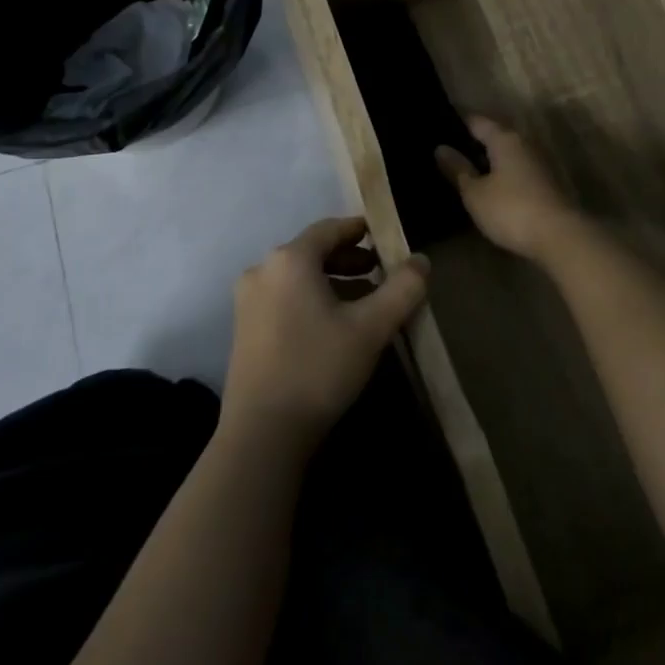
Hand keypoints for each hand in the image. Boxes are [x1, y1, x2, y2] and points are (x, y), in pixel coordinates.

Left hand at [222, 217, 428, 448]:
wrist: (262, 435)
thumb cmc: (319, 368)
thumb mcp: (371, 327)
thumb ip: (402, 289)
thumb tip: (421, 261)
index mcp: (290, 260)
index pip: (330, 228)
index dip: (359, 229)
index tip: (384, 237)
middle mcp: (262, 271)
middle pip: (312, 252)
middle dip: (349, 259)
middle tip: (380, 271)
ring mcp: (248, 301)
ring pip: (298, 277)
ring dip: (332, 281)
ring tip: (364, 300)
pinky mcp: (243, 329)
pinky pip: (284, 297)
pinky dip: (312, 299)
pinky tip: (334, 325)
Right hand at [435, 116, 583, 260]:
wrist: (559, 236)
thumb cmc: (511, 209)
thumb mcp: (475, 193)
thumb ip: (458, 169)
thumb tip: (441, 148)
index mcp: (504, 138)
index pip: (476, 121)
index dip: (456, 123)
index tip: (437, 129)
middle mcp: (523, 143)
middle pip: (494, 135)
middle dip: (472, 143)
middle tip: (446, 153)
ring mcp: (537, 162)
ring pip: (506, 154)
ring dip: (487, 160)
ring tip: (463, 170)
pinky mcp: (545, 182)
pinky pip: (516, 169)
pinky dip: (501, 174)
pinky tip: (488, 186)